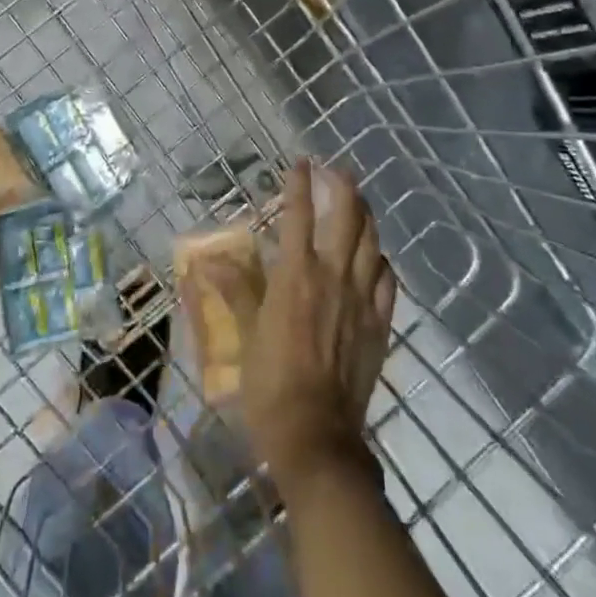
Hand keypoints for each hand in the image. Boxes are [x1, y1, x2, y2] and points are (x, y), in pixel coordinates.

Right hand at [227, 159, 395, 493]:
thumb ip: (235, 291)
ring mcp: (362, 299)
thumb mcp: (246, 334)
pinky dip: (381, 261)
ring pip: (372, 243)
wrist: (317, 434)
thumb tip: (208, 262)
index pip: (299, 214)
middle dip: (344, 187)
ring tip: (359, 204)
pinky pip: (388, 281)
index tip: (301, 163)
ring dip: (366, 216)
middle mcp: (334, 276)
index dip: (300, 184)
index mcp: (296, 274)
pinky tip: (376, 259)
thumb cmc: (271, 383)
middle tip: (338, 172)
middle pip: (348, 217)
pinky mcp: (380, 324)